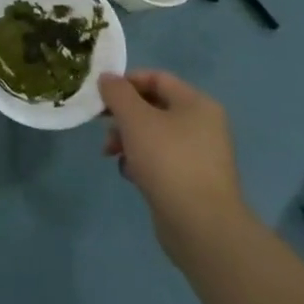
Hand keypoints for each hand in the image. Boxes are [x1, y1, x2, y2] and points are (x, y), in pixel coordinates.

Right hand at [100, 70, 250, 265]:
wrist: (201, 226)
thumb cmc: (168, 161)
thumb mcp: (136, 119)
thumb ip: (118, 93)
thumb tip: (107, 78)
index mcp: (196, 104)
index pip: (156, 78)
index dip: (126, 82)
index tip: (101, 96)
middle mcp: (202, 125)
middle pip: (153, 107)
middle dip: (123, 116)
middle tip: (103, 128)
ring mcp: (198, 155)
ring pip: (153, 135)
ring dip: (127, 140)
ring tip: (111, 155)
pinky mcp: (191, 181)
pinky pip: (160, 160)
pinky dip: (141, 162)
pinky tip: (131, 175)